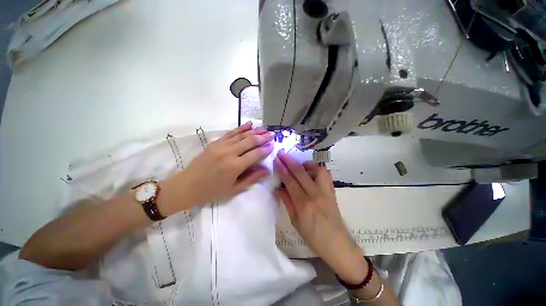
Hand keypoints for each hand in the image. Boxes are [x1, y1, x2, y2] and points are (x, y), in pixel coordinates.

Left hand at [160, 122, 274, 213]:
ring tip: (265, 128)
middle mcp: (229, 153)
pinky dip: (241, 128)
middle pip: (250, 141)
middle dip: (263, 137)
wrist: (187, 186)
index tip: (273, 145)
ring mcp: (221, 146)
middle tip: (272, 134)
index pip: (255, 154)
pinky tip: (249, 124)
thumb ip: (251, 178)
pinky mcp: (215, 143)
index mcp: (235, 167)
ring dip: (254, 131)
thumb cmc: (212, 191)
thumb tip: (266, 171)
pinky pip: (230, 133)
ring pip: (241, 135)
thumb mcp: (234, 189)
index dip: (266, 149)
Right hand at [273, 151, 367, 283]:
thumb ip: (287, 201)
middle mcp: (315, 194)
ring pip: (316, 169)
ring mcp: (326, 191)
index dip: (282, 169)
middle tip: (281, 153)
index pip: (290, 181)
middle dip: (289, 160)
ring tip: (297, 164)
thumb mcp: (295, 221)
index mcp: (303, 204)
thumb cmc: (313, 236)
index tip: (276, 160)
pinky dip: (316, 168)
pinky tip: (310, 171)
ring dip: (304, 163)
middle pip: (300, 172)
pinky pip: (325, 174)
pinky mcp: (332, 190)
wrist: (337, 244)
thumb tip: (277, 188)